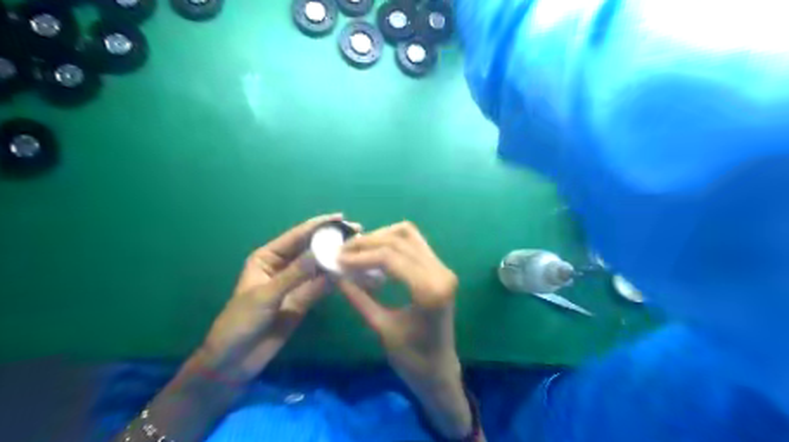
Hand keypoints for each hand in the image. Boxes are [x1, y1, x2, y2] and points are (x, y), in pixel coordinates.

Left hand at [197, 212, 347, 382]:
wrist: (234, 360)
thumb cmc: (241, 321)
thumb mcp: (266, 295)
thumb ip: (295, 274)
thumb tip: (323, 252)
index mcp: (267, 257)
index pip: (296, 236)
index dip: (318, 225)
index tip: (341, 217)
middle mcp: (283, 266)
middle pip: (311, 249)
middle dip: (332, 240)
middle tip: (357, 232)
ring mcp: (295, 284)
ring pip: (319, 267)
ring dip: (336, 259)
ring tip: (359, 249)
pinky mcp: (303, 301)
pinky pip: (321, 286)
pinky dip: (335, 279)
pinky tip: (350, 271)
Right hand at [336, 220, 469, 437]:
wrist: (439, 370)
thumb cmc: (411, 359)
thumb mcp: (381, 328)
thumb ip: (358, 297)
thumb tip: (335, 274)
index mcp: (429, 290)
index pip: (391, 257)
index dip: (361, 255)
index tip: (337, 259)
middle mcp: (441, 272)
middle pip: (400, 240)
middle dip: (367, 242)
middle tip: (342, 251)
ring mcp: (443, 268)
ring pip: (409, 234)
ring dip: (381, 236)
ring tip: (357, 249)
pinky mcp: (439, 269)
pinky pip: (415, 243)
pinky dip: (392, 242)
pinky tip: (375, 253)